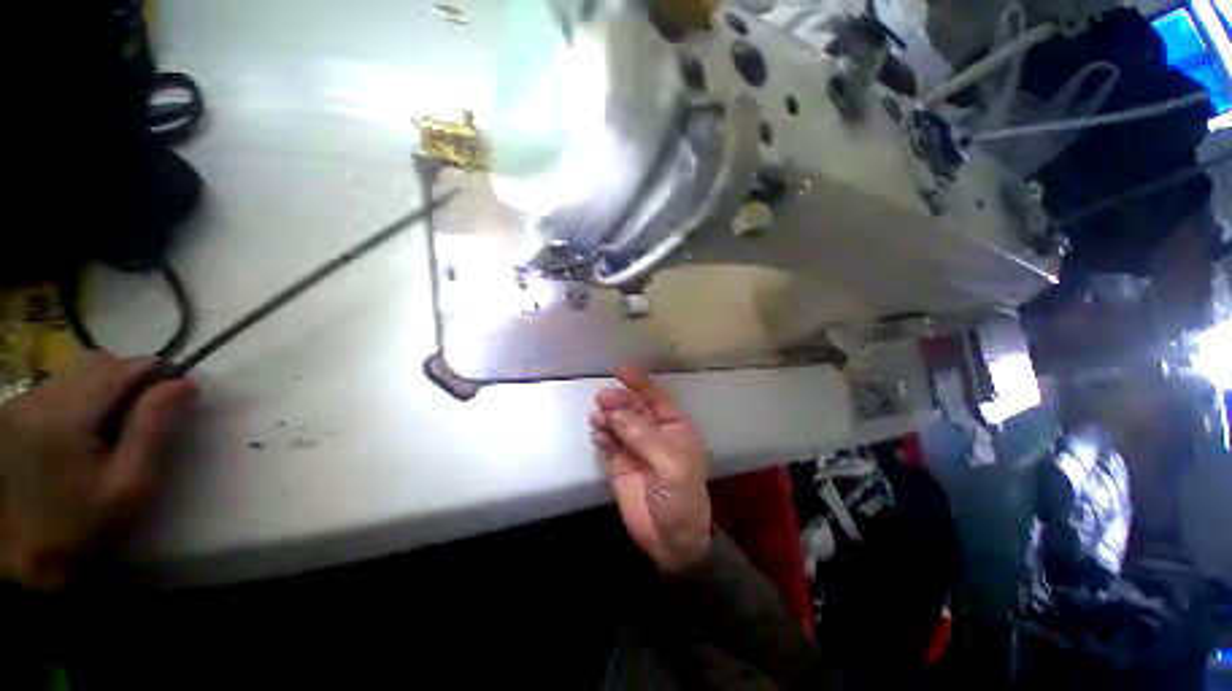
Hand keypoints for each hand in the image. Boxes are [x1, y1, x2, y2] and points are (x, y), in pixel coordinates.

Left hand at [0, 353, 196, 589]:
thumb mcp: (132, 484)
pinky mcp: (15, 409)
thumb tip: (184, 383)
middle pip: (99, 362)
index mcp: (67, 415)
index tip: (174, 403)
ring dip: (106, 386)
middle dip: (130, 380)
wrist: (22, 551)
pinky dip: (83, 395)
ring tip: (113, 424)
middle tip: (144, 416)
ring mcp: (21, 401)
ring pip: (78, 369)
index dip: (157, 377)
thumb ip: (155, 429)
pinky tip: (84, 428)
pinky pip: (60, 384)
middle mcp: (39, 397)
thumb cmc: (85, 522)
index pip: (125, 368)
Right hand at [590, 366, 711, 572]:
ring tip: (597, 418)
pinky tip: (597, 435)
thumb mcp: (668, 463)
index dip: (639, 382)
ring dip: (607, 417)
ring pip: (618, 422)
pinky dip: (602, 435)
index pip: (656, 397)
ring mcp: (636, 447)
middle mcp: (655, 432)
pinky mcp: (619, 463)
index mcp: (674, 427)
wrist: (671, 541)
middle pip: (633, 407)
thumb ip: (641, 435)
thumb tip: (614, 411)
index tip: (620, 370)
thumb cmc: (681, 497)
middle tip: (601, 400)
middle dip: (618, 400)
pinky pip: (609, 442)